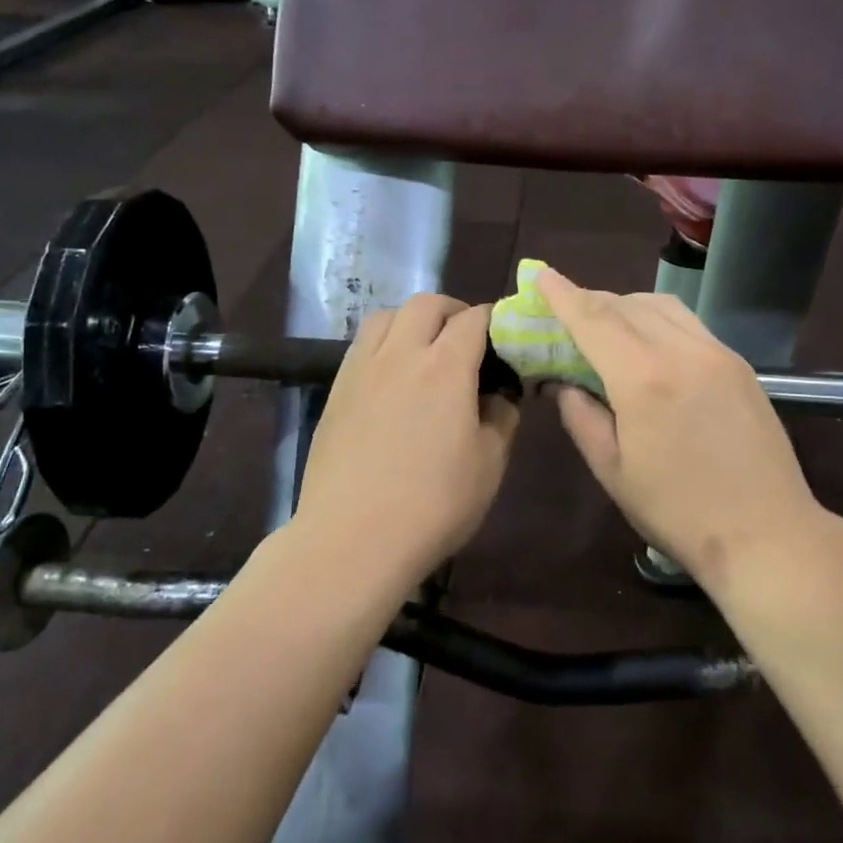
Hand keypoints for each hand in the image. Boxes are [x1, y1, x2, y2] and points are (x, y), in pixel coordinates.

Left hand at [293, 295, 519, 583]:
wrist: (353, 538)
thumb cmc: (433, 505)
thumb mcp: (489, 464)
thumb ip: (501, 418)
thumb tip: (500, 394)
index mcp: (446, 367)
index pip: (474, 319)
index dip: (494, 320)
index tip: (506, 338)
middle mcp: (401, 354)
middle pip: (426, 304)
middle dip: (453, 311)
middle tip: (468, 339)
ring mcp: (362, 369)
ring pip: (387, 316)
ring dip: (413, 320)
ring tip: (425, 348)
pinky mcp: (336, 390)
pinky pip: (362, 344)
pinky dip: (384, 341)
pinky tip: (392, 375)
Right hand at [537, 269, 842, 591]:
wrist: (767, 533)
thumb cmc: (677, 511)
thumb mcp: (612, 470)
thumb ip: (581, 417)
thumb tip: (564, 383)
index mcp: (643, 379)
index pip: (593, 319)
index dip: (562, 294)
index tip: (540, 274)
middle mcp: (682, 351)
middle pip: (626, 305)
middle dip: (590, 300)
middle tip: (565, 312)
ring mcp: (717, 353)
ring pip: (661, 305)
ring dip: (625, 305)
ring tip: (605, 325)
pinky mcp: (739, 364)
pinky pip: (689, 322)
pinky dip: (658, 318)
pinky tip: (649, 342)